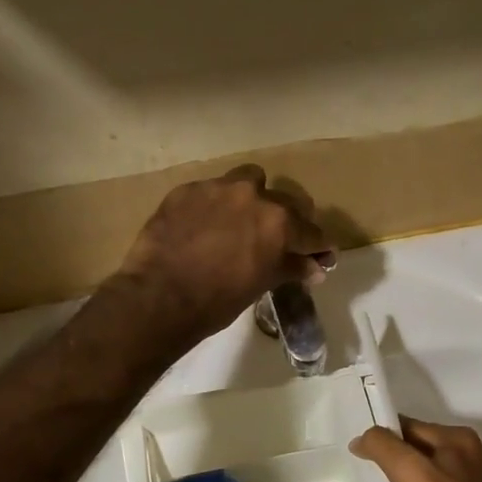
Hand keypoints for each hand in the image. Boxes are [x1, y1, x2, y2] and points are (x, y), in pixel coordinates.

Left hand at [112, 165, 331, 346]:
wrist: (160, 296)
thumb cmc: (218, 300)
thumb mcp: (261, 285)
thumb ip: (290, 268)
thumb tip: (315, 268)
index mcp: (280, 222)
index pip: (312, 232)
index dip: (319, 246)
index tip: (321, 254)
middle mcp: (254, 195)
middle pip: (285, 202)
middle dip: (287, 221)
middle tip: (278, 240)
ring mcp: (218, 188)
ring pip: (249, 181)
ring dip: (252, 198)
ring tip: (241, 221)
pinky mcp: (187, 189)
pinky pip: (212, 191)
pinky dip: (216, 206)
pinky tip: (204, 226)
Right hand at [350, 418, 481, 481]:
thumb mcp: (413, 475)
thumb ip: (385, 449)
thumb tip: (363, 437)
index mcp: (458, 438)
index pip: (410, 426)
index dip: (385, 438)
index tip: (362, 456)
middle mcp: (473, 453)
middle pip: (423, 450)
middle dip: (399, 464)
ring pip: (436, 476)